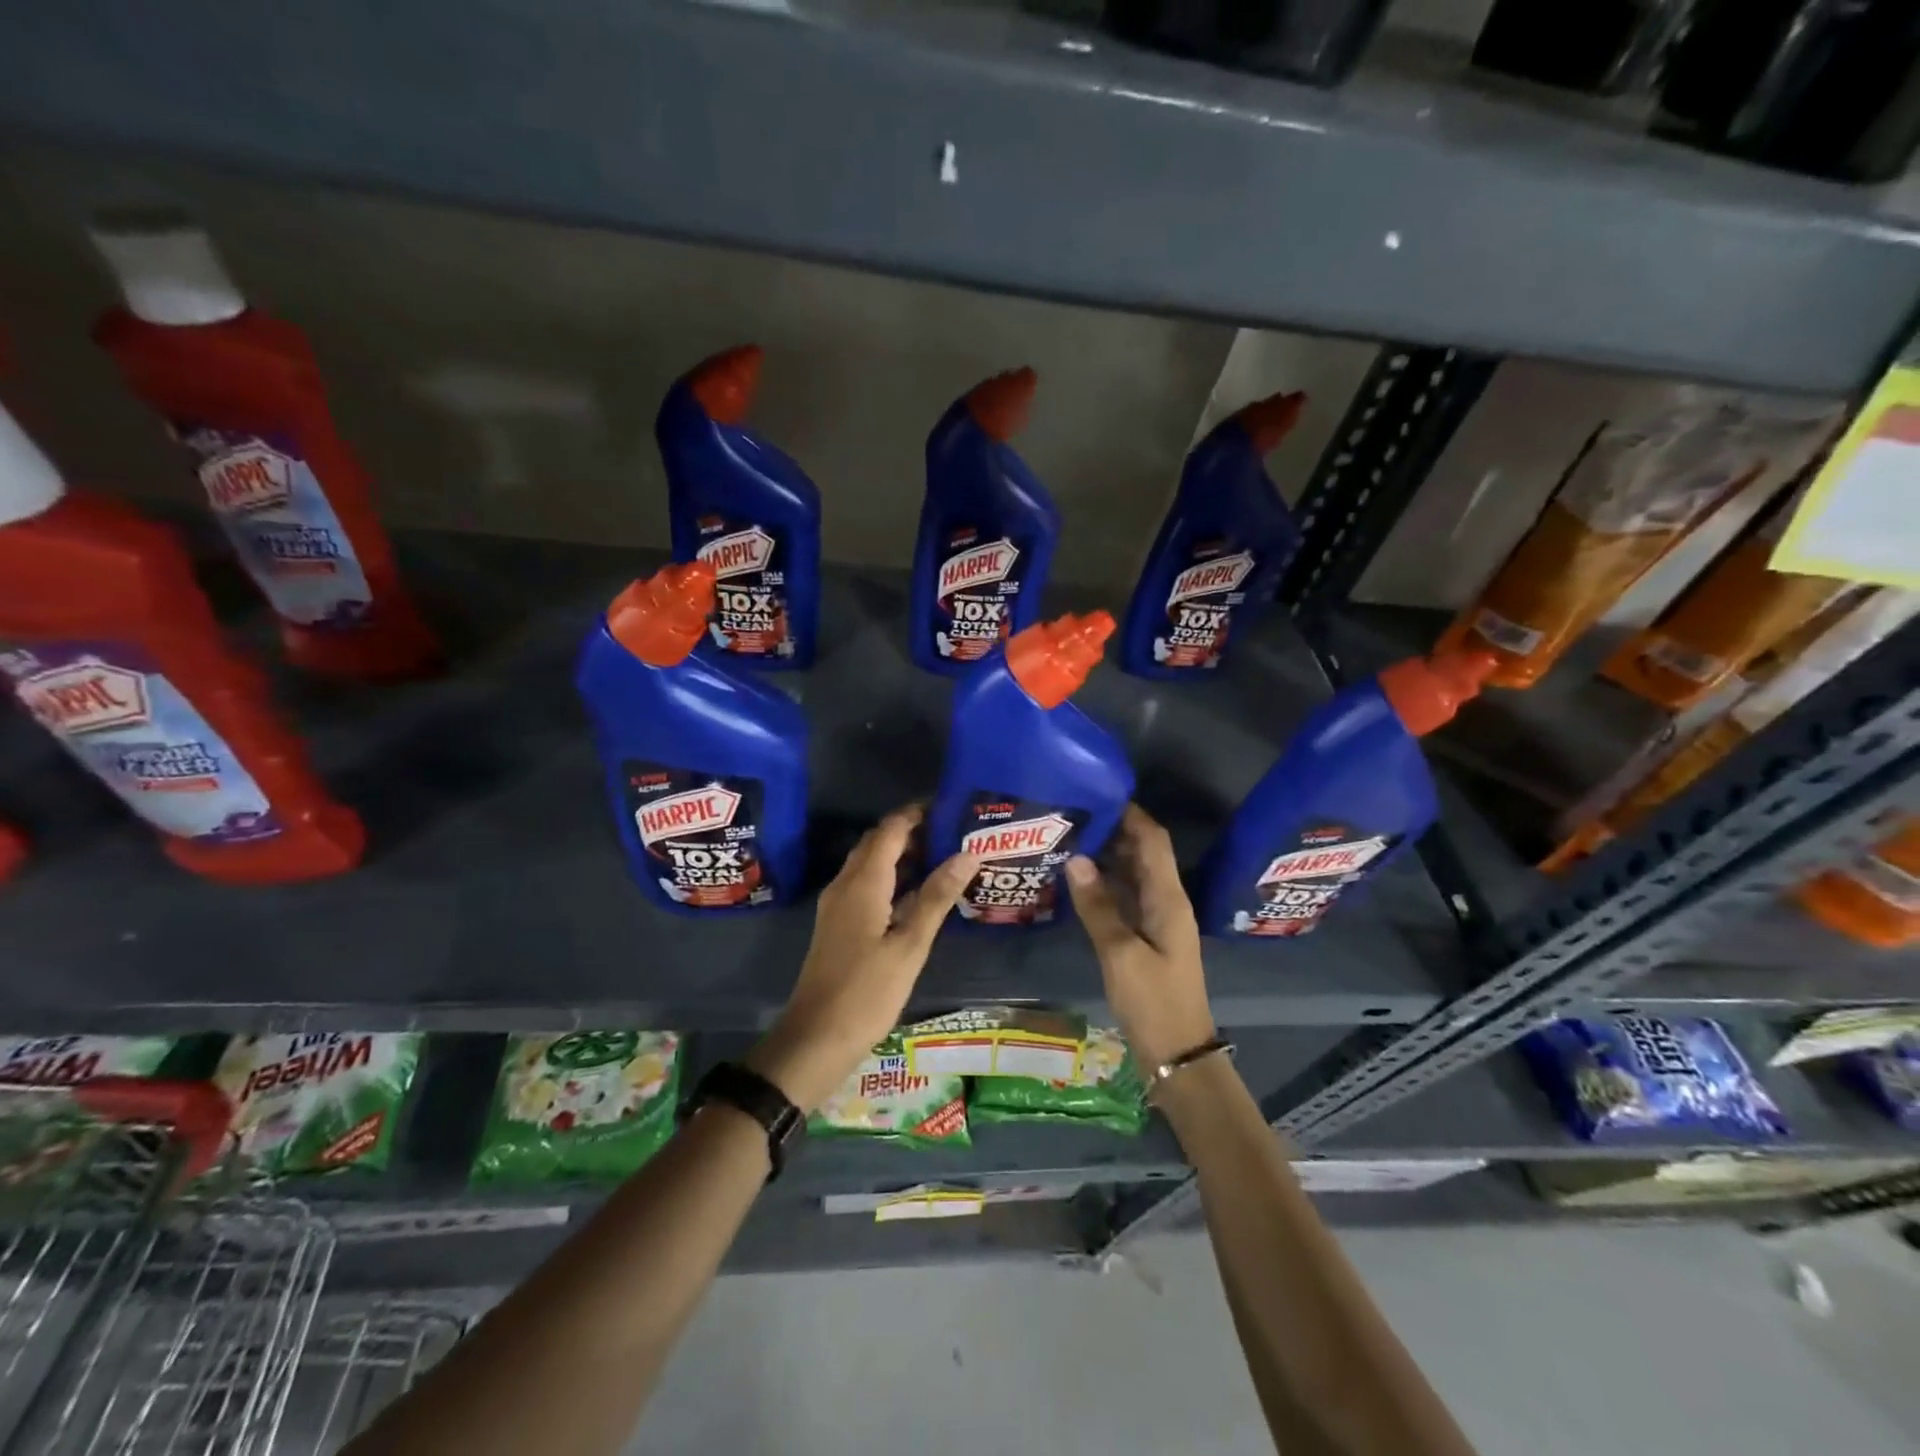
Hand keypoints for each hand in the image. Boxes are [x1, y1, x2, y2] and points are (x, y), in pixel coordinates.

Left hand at [747, 806, 977, 1111]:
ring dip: (903, 855)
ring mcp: (838, 905)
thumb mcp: (910, 945)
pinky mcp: (838, 924)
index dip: (917, 813)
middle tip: (953, 833)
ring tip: (945, 857)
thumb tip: (967, 853)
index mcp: (863, 883)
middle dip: (912, 831)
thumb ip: (937, 896)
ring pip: (871, 864)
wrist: (815, 1039)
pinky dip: (893, 878)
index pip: (890, 829)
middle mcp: (845, 884)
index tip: (950, 808)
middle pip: (878, 842)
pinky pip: (867, 885)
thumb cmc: (867, 992)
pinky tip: (919, 894)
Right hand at [1065, 804, 1216, 1071]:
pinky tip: (1077, 881)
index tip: (1097, 792)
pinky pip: (1125, 897)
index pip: (1153, 840)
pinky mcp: (1145, 937)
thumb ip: (1098, 906)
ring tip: (1069, 838)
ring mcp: (1156, 920)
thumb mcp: (1120, 953)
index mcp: (1168, 898)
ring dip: (1107, 856)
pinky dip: (1104, 883)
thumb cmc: (1153, 1002)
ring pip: (1132, 874)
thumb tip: (1076, 859)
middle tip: (1072, 814)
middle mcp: (1166, 901)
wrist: (1177, 1054)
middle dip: (1113, 830)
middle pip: (1142, 852)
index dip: (1131, 813)